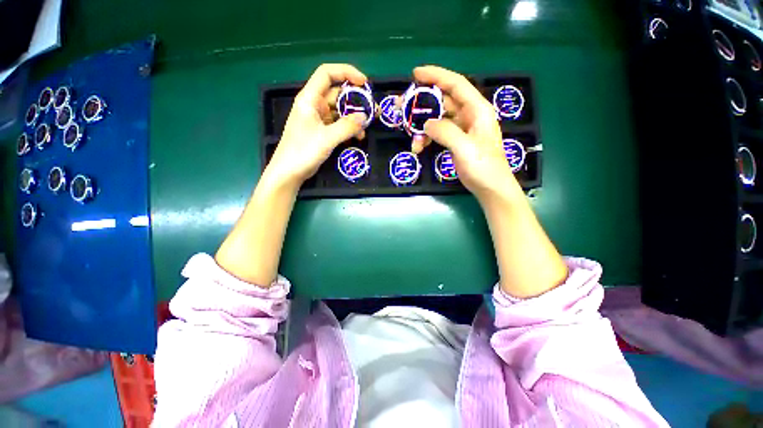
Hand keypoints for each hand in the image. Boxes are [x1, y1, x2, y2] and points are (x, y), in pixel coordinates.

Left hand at [265, 64, 367, 187]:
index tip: (364, 83)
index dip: (346, 73)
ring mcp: (318, 119)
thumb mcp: (327, 138)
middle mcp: (314, 105)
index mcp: (310, 98)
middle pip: (337, 94)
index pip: (327, 74)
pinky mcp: (322, 131)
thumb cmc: (303, 152)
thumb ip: (347, 126)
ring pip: (340, 111)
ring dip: (354, 118)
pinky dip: (348, 128)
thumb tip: (365, 116)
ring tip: (366, 129)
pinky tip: (357, 137)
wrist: (289, 172)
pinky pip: (338, 124)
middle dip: (356, 101)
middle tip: (373, 111)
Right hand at [411, 66, 519, 201]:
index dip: (436, 75)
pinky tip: (419, 148)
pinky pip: (438, 133)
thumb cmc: (483, 167)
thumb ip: (445, 131)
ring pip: (438, 119)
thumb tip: (426, 124)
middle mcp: (469, 115)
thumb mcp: (464, 147)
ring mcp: (462, 129)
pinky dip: (427, 138)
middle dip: (422, 103)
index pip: (455, 84)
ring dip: (422, 127)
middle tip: (402, 105)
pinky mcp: (456, 141)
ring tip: (412, 139)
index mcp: (477, 110)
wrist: (490, 188)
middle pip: (443, 101)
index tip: (415, 73)